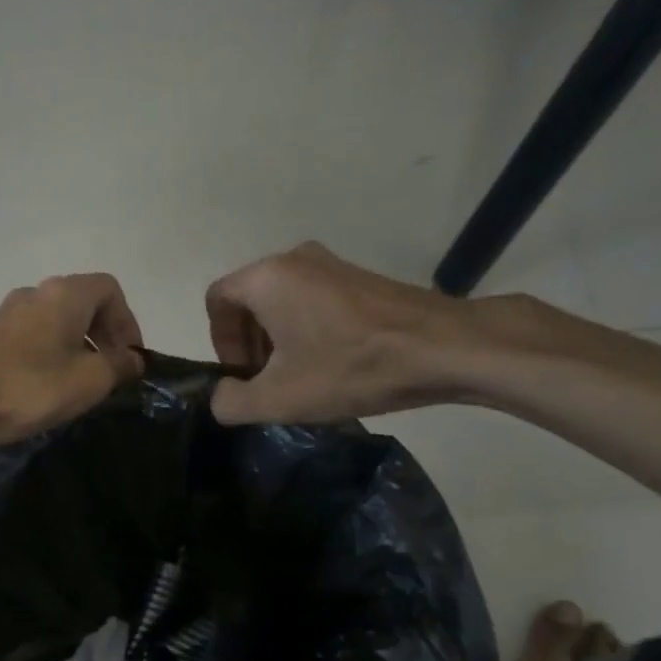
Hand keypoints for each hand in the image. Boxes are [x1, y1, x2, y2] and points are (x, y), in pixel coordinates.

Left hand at [0, 273, 145, 448]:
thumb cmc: (29, 387)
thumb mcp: (88, 381)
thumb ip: (118, 365)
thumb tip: (132, 359)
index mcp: (65, 294)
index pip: (110, 290)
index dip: (128, 323)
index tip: (131, 358)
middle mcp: (36, 292)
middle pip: (84, 303)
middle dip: (105, 335)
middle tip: (112, 372)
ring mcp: (9, 312)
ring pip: (58, 320)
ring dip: (79, 346)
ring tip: (83, 384)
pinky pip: (35, 335)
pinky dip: (53, 353)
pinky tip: (49, 386)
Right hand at [204, 242, 496, 423]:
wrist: (443, 348)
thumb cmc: (350, 368)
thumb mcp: (279, 399)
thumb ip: (231, 402)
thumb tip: (222, 395)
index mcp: (267, 278)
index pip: (217, 300)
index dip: (219, 342)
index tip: (241, 376)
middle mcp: (294, 258)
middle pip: (249, 299)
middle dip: (249, 344)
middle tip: (267, 382)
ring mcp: (332, 264)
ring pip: (282, 301)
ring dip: (278, 340)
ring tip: (299, 378)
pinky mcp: (360, 278)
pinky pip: (313, 300)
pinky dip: (306, 330)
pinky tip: (331, 365)